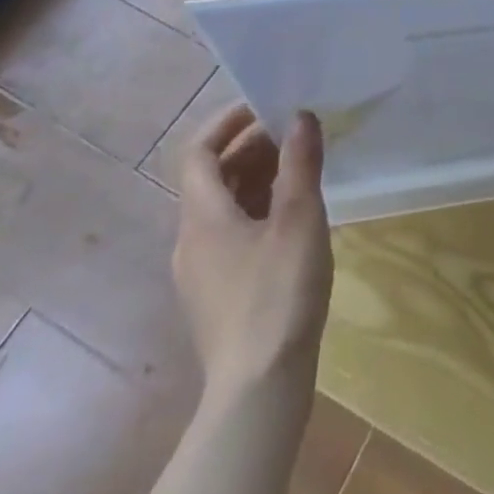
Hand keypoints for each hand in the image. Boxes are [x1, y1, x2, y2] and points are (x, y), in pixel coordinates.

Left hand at [173, 105, 332, 399]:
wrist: (259, 390)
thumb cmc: (277, 293)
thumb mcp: (298, 218)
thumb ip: (300, 162)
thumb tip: (301, 115)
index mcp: (202, 217)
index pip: (199, 152)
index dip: (228, 122)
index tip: (266, 103)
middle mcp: (192, 240)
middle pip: (213, 177)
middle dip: (252, 146)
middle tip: (297, 131)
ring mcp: (202, 272)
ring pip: (225, 206)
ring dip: (258, 177)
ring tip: (302, 166)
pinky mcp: (219, 295)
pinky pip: (233, 233)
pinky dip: (258, 208)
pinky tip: (294, 216)